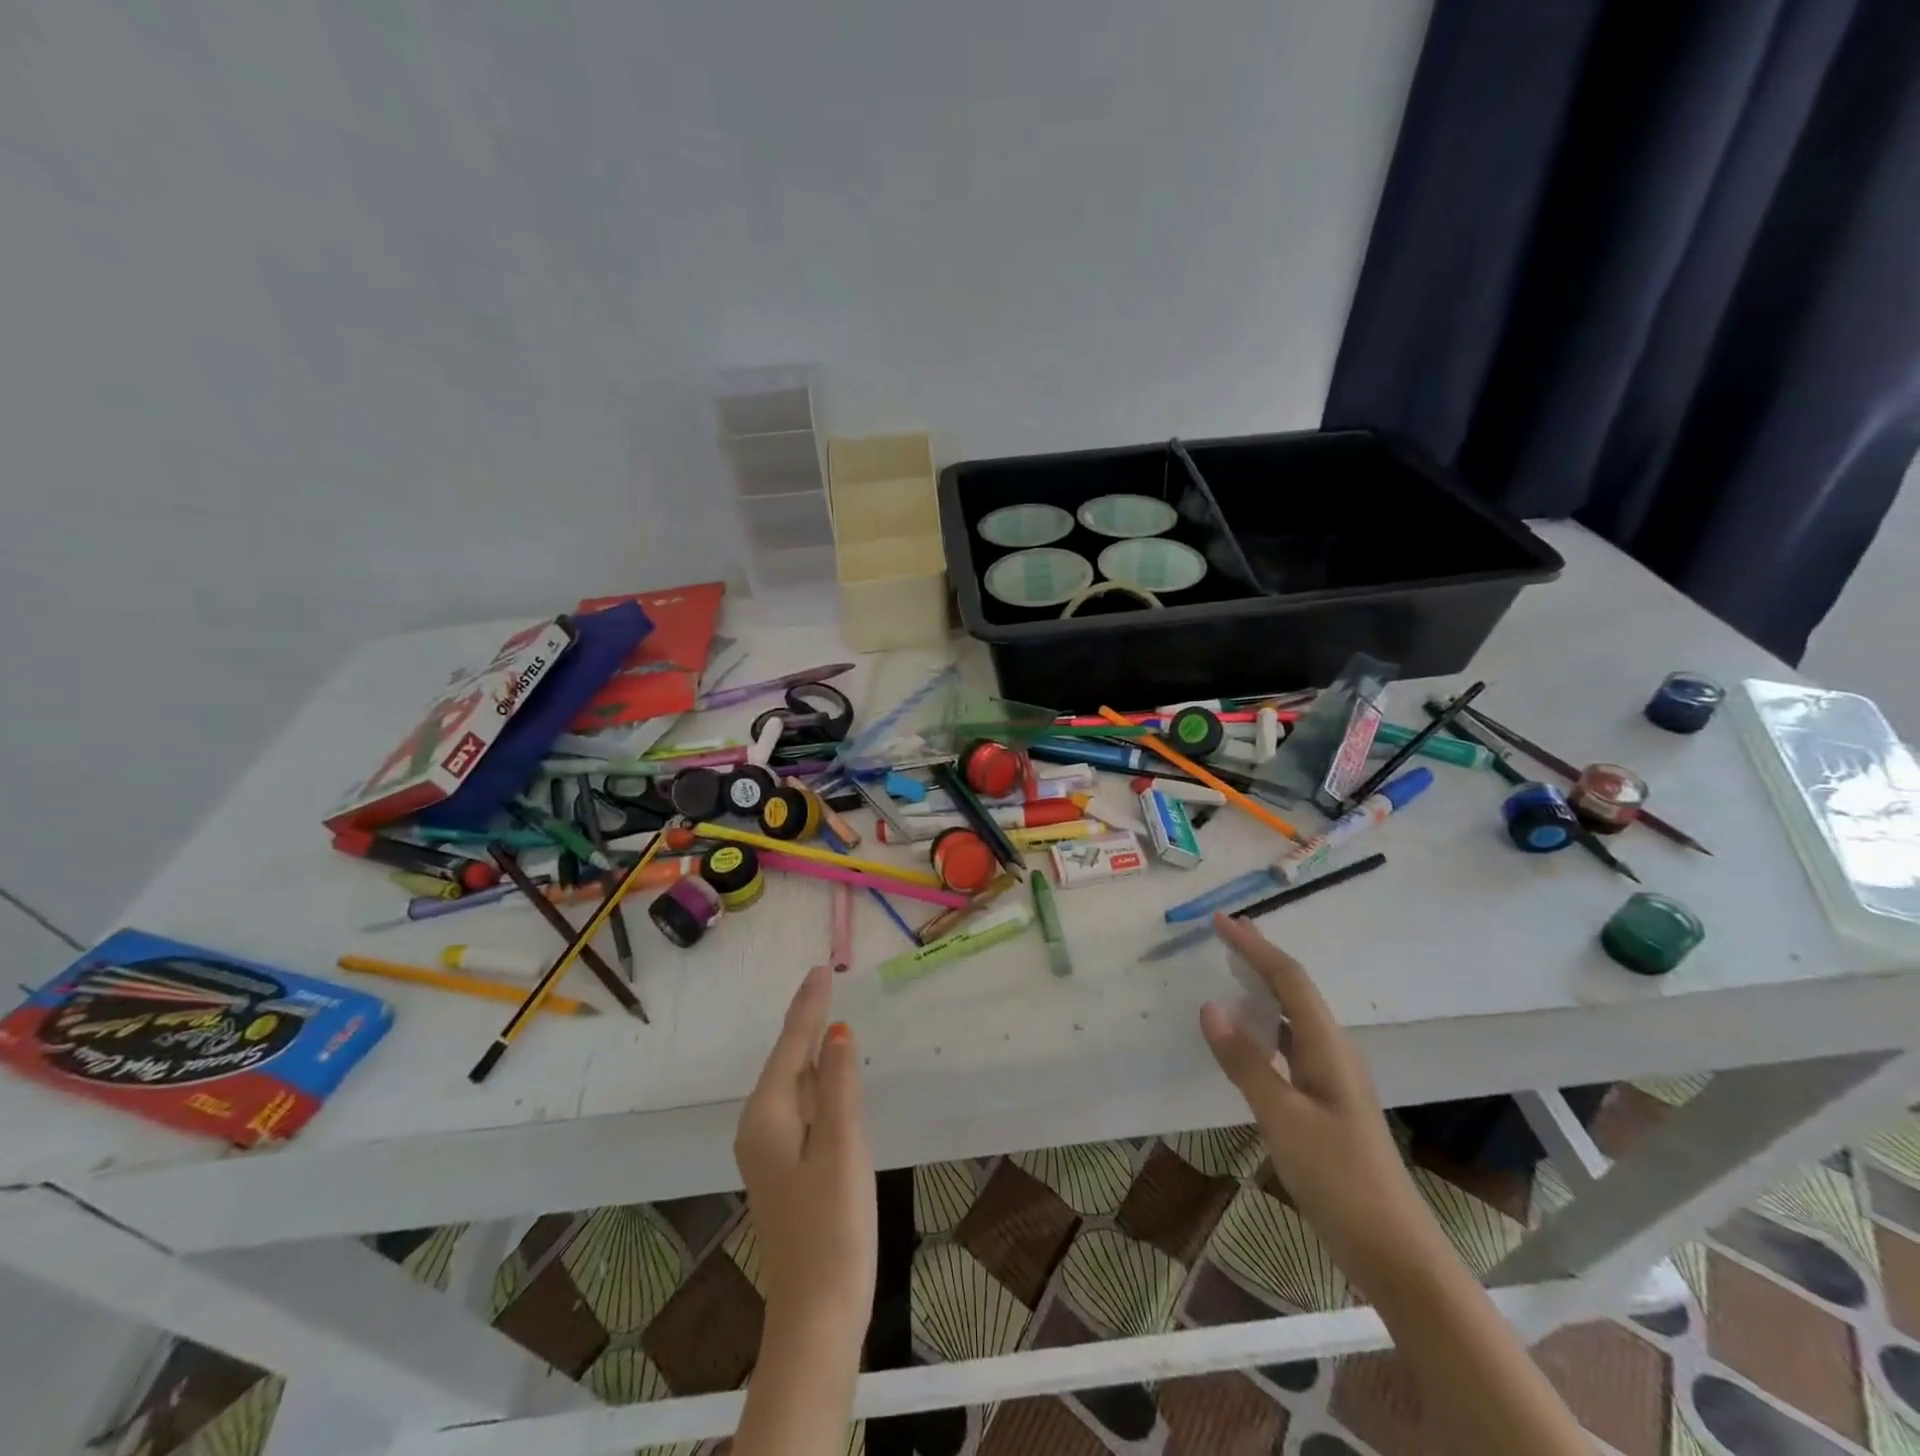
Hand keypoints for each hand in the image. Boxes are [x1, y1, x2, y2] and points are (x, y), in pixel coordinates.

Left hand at [735, 965, 875, 1350]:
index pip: (791, 1046)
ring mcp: (770, 1151)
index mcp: (768, 1115)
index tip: (820, 969)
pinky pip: (799, 1106)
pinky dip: (816, 1080)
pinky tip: (829, 1073)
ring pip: (792, 1084)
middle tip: (824, 982)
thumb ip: (840, 1084)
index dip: (808, 1007)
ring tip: (827, 1014)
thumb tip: (837, 1032)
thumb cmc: (834, 1225)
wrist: (817, 1311)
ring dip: (810, 1049)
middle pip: (786, 1061)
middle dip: (805, 1021)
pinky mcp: (785, 1168)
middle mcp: (759, 1126)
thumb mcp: (843, 1145)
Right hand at [1199, 914, 1448, 1297]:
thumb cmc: (1339, 1178)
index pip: (1289, 979)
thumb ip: (1246, 1061)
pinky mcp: (1328, 1103)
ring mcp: (1334, 1079)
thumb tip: (1210, 1005)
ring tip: (1231, 974)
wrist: (1395, 1251)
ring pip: (1295, 1017)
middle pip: (1295, 990)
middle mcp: (1334, 1052)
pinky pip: (1292, 1045)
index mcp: (1328, 1047)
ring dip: (1264, 989)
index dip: (1255, 946)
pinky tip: (1250, 1040)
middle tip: (1224, 936)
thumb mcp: (1283, 1118)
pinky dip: (1267, 1026)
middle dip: (1260, 958)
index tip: (1220, 921)